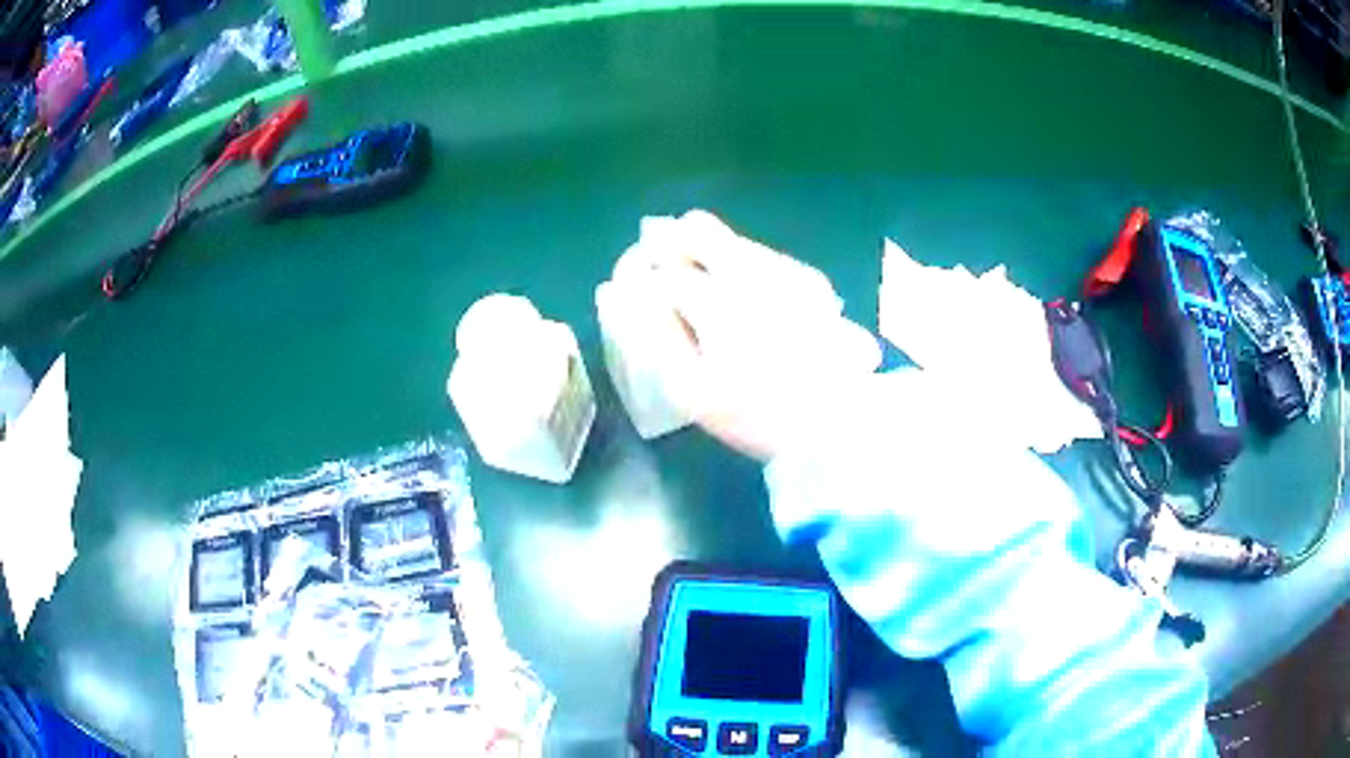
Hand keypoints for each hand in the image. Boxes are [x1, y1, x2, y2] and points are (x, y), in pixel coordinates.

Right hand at [624, 212, 878, 459]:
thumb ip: (651, 336)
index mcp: (718, 299)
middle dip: (668, 244)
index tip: (628, 292)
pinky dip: (738, 264)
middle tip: (660, 275)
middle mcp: (752, 270)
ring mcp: (784, 270)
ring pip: (731, 239)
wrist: (838, 422)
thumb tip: (616, 295)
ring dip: (703, 253)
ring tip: (698, 290)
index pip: (662, 271)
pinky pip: (760, 255)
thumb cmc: (757, 413)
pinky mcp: (809, 280)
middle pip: (697, 229)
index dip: (637, 278)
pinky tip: (741, 297)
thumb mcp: (692, 389)